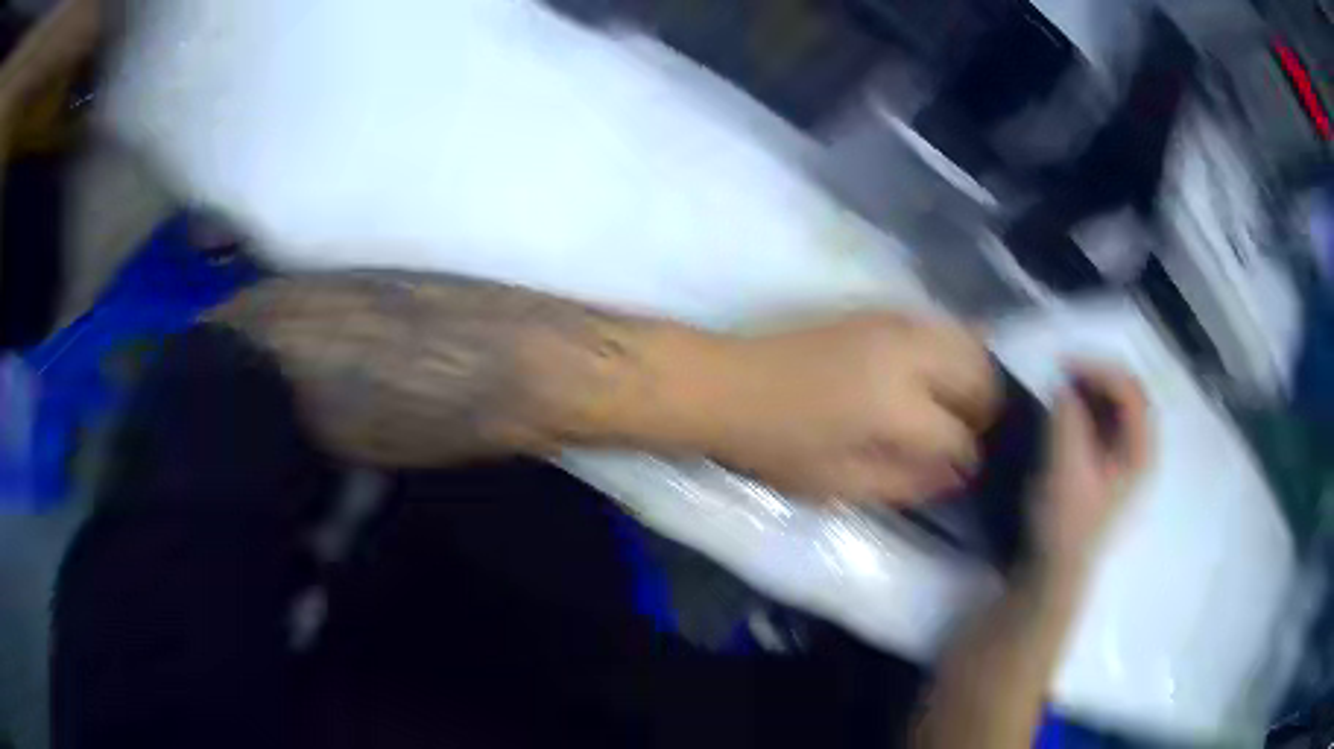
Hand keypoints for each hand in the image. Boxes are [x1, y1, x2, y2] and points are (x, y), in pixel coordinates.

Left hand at [700, 313, 999, 504]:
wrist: (728, 384)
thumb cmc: (777, 444)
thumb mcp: (840, 483)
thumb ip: (905, 483)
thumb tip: (954, 476)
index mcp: (897, 407)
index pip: (959, 436)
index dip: (968, 460)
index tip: (965, 472)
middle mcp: (908, 356)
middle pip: (978, 375)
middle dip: (984, 409)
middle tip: (970, 435)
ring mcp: (895, 324)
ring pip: (966, 340)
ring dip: (974, 375)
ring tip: (959, 406)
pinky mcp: (880, 311)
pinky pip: (938, 325)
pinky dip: (953, 349)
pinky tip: (938, 376)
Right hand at [1034, 365, 1151, 570]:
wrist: (1057, 571)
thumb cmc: (1065, 522)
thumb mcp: (1065, 468)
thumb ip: (1068, 420)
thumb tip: (1064, 386)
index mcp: (1141, 451)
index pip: (1132, 391)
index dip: (1101, 370)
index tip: (1065, 366)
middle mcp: (1142, 450)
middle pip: (1131, 394)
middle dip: (1099, 376)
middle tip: (1065, 371)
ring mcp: (1128, 460)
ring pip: (1120, 407)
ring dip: (1094, 390)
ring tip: (1065, 386)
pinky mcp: (1111, 469)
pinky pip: (1109, 423)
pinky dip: (1091, 408)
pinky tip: (1070, 411)